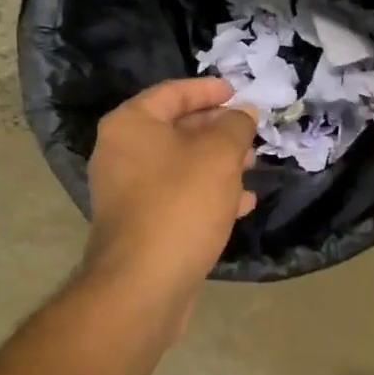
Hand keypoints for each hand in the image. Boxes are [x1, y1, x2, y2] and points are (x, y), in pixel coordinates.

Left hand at [82, 77, 257, 328]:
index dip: (208, 89)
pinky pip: (177, 195)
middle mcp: (121, 153)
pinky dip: (208, 192)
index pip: (172, 93)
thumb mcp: (219, 154)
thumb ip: (235, 126)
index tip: (238, 91)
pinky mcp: (140, 223)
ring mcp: (127, 191)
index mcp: (131, 125)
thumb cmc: (181, 203)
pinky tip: (241, 203)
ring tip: (252, 165)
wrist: (143, 284)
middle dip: (217, 129)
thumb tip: (244, 112)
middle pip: (176, 128)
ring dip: (217, 162)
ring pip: (180, 164)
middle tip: (250, 131)